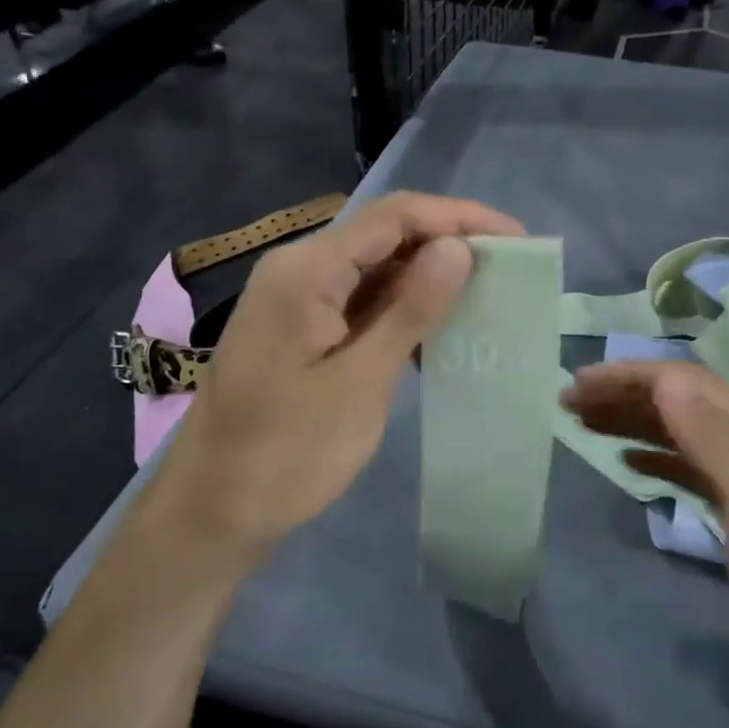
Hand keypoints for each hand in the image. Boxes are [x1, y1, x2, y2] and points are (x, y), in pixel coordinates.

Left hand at [149, 192, 523, 558]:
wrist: (212, 512)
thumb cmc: (286, 453)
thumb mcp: (360, 382)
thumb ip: (410, 309)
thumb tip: (458, 247)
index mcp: (306, 270)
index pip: (394, 216)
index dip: (459, 218)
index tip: (516, 241)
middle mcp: (299, 269)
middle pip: (385, 234)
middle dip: (448, 245)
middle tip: (508, 272)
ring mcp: (297, 298)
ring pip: (376, 268)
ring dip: (429, 279)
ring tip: (485, 300)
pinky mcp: (302, 328)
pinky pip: (361, 301)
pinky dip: (402, 311)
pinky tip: (438, 336)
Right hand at [562, 361, 728, 705]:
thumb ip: (714, 442)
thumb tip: (666, 381)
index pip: (685, 382)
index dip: (629, 376)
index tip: (578, 386)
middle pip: (681, 399)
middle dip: (624, 394)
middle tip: (569, 404)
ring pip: (682, 430)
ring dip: (634, 421)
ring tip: (586, 425)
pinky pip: (690, 465)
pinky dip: (655, 455)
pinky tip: (629, 462)